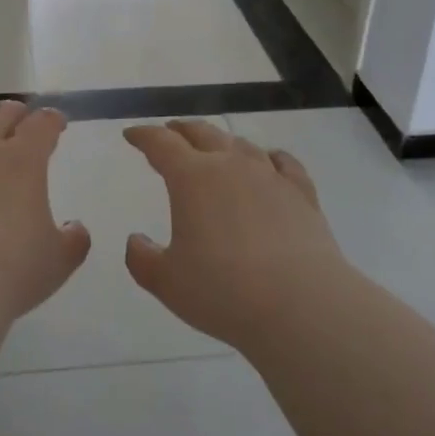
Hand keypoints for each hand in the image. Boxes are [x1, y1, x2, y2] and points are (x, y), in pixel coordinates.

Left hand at [0, 101, 90, 320]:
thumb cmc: (10, 271)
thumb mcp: (58, 262)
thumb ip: (73, 240)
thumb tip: (75, 229)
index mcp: (23, 160)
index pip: (42, 123)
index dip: (52, 120)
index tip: (56, 125)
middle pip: (1, 113)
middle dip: (16, 114)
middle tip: (21, 122)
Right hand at [122, 119, 344, 351]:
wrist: (302, 305)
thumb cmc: (224, 291)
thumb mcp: (168, 282)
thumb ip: (143, 259)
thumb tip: (135, 240)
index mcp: (192, 178)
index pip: (161, 144)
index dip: (143, 136)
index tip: (132, 134)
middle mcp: (230, 165)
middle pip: (202, 133)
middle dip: (181, 130)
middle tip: (171, 131)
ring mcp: (270, 176)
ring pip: (241, 144)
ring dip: (222, 141)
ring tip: (216, 147)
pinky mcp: (302, 194)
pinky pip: (284, 163)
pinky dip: (271, 157)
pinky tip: (271, 161)